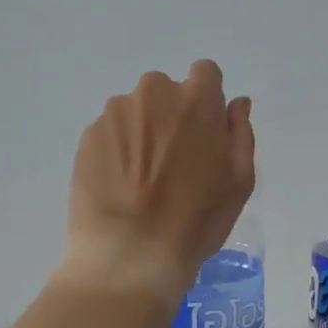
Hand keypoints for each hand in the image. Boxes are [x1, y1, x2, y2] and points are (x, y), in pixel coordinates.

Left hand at [55, 61, 255, 303]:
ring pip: (135, 110)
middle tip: (175, 158)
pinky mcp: (88, 137)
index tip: (205, 130)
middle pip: (167, 90)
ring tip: (143, 177)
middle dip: (172, 113)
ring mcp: (115, 114)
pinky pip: (110, 132)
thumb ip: (240, 132)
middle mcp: (153, 94)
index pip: (205, 73)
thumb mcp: (239, 180)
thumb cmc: (196, 219)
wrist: (129, 255)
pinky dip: (117, 149)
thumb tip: (236, 103)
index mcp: (196, 100)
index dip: (207, 99)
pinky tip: (120, 185)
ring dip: (143, 130)